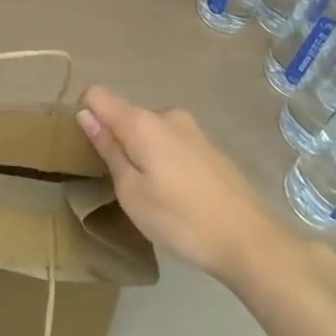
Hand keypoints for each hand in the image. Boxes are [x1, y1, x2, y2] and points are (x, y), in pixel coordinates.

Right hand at [76, 86, 307, 285]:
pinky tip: (178, 195)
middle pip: (126, 115)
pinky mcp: (209, 146)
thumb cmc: (180, 218)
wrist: (249, 239)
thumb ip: (108, 149)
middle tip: (122, 185)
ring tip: (153, 195)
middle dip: (117, 140)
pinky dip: (164, 160)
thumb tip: (86, 115)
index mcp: (141, 122)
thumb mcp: (131, 192)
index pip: (97, 95)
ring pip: (150, 131)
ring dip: (143, 153)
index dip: (86, 114)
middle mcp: (165, 114)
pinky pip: (172, 143)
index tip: (88, 147)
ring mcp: (191, 128)